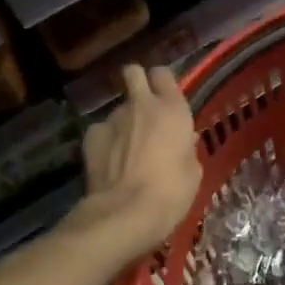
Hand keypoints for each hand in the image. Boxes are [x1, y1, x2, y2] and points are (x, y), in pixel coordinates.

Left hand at [81, 65, 201, 259]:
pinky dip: (106, 141)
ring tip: (126, 150)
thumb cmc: (171, 192)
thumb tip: (182, 140)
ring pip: (118, 108)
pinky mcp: (91, 135)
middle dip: (136, 82)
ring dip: (124, 122)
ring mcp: (113, 118)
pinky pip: (101, 130)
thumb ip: (186, 148)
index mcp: (172, 109)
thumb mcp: (193, 172)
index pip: (163, 74)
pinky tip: (109, 162)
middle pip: (133, 72)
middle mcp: (141, 105)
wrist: (125, 213)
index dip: (162, 82)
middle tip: (142, 107)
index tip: (165, 97)